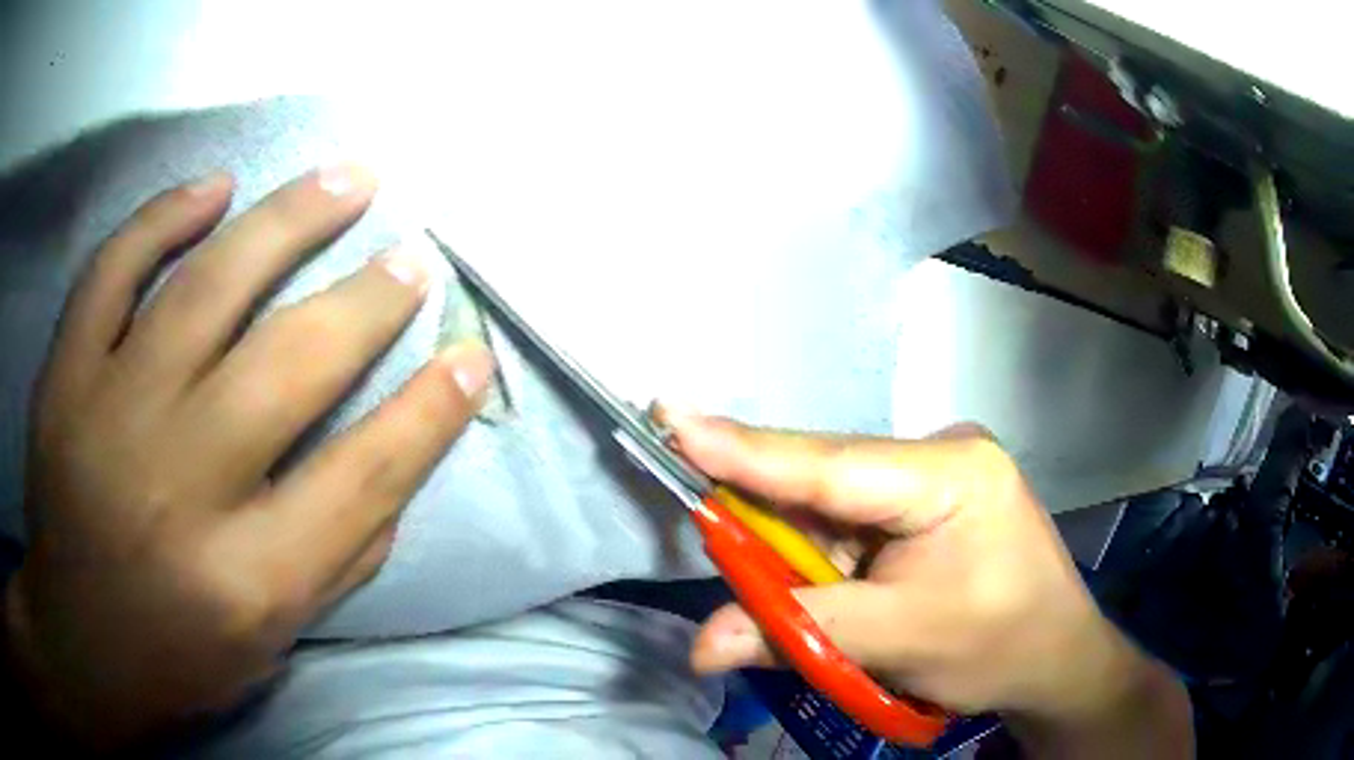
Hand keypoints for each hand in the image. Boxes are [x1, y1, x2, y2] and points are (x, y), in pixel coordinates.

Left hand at [7, 167, 493, 746]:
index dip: (430, 412)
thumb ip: (339, 558)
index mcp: (244, 578)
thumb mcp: (272, 640)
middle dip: (368, 301)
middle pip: (290, 365)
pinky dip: (163, 217)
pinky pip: (112, 269)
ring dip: (289, 220)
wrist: (78, 639)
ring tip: (348, 178)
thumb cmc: (177, 653)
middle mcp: (178, 485)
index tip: (470, 356)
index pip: (363, 477)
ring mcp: (108, 413)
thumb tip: (398, 457)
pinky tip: (215, 188)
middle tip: (411, 258)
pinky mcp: (64, 375)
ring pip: (207, 287)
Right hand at [665, 413, 1191, 756]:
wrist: (1057, 658)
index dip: (744, 449)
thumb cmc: (999, 646)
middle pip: (823, 481)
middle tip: (703, 526)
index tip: (669, 416)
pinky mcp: (926, 503)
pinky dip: (824, 559)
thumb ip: (798, 634)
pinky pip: (851, 523)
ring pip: (831, 505)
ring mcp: (934, 476)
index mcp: (950, 473)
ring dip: (798, 552)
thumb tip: (701, 646)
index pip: (828, 463)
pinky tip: (833, 590)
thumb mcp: (900, 643)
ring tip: (807, 598)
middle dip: (764, 519)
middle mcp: (939, 455)